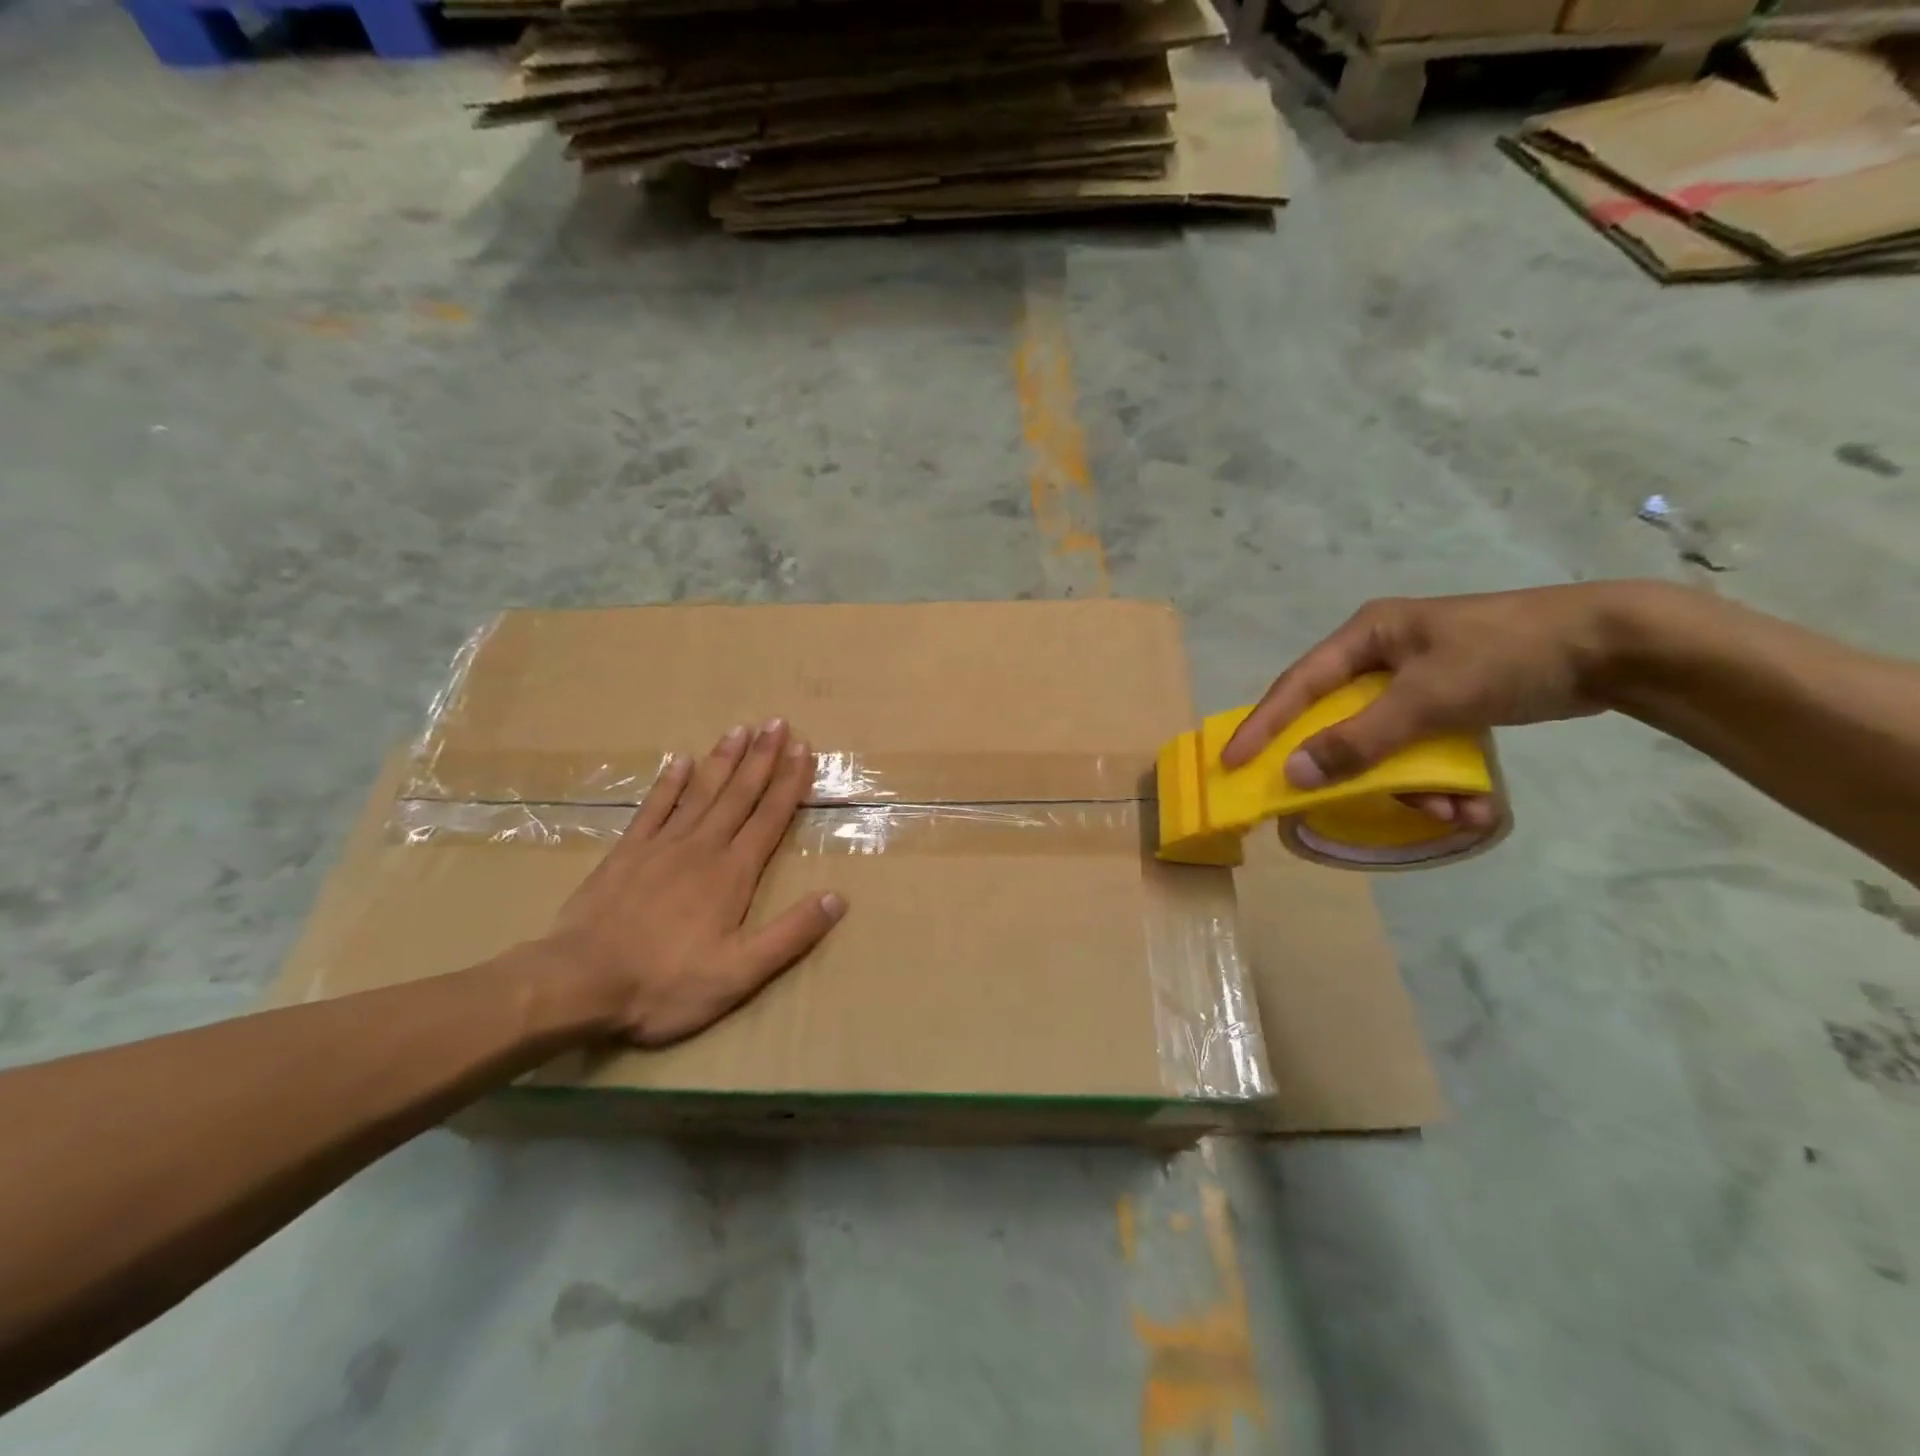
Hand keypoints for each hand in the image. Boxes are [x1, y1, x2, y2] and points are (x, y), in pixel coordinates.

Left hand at [536, 720, 844, 1045]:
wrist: (578, 983)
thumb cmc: (665, 983)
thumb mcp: (740, 973)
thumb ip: (790, 934)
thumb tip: (837, 897)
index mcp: (732, 873)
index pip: (770, 818)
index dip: (790, 782)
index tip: (804, 748)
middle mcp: (702, 848)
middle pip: (739, 794)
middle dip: (762, 758)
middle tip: (777, 723)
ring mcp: (661, 846)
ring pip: (701, 792)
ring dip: (723, 759)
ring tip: (740, 728)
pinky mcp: (626, 853)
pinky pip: (653, 808)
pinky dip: (669, 783)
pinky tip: (680, 761)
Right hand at [1220, 586, 1628, 825]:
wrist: (1615, 647)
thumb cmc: (1506, 656)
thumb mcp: (1427, 699)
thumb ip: (1358, 738)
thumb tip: (1293, 773)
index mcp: (1367, 636)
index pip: (1298, 685)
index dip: (1263, 725)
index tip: (1231, 762)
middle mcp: (1383, 655)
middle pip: (1339, 719)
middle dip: (1351, 767)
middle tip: (1327, 801)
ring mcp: (1416, 679)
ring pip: (1384, 742)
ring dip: (1408, 782)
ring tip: (1446, 810)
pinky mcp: (1449, 701)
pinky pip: (1421, 747)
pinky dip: (1438, 777)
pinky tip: (1471, 802)